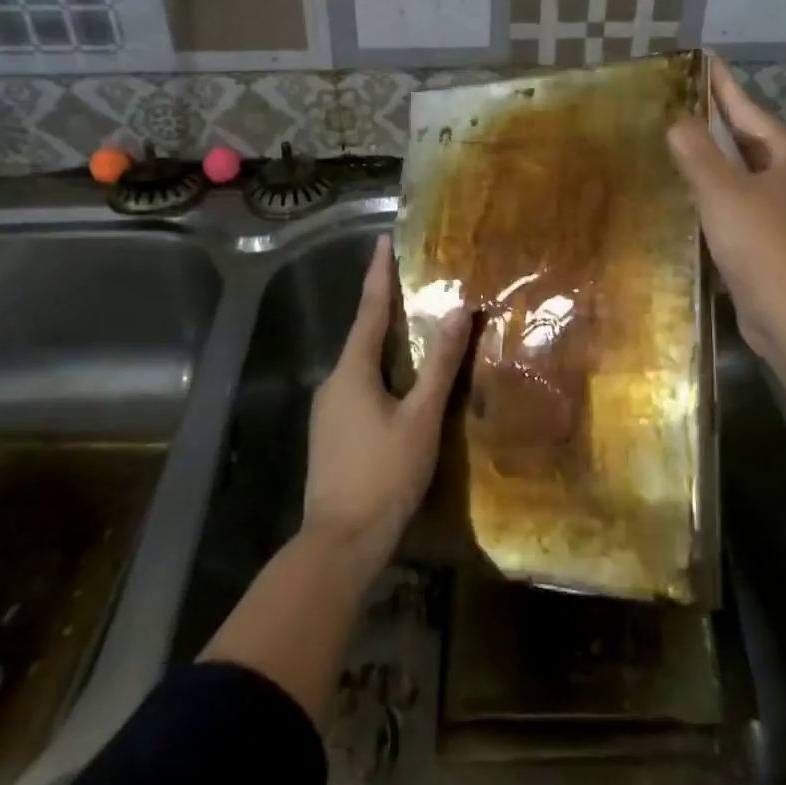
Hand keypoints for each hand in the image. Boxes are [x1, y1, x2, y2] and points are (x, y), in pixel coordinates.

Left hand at [302, 236, 471, 577]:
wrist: (339, 544)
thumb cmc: (383, 474)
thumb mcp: (421, 418)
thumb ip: (440, 364)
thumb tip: (458, 311)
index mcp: (352, 371)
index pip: (369, 310)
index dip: (378, 273)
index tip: (382, 240)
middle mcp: (333, 382)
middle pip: (363, 335)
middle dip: (385, 307)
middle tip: (411, 282)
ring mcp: (328, 411)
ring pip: (361, 365)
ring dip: (384, 343)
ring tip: (413, 329)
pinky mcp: (331, 435)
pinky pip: (358, 387)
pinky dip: (380, 373)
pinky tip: (399, 385)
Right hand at [667, 56, 785, 370]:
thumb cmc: (760, 243)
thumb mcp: (722, 191)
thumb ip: (697, 153)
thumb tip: (678, 121)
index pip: (750, 111)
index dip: (725, 86)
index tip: (705, 60)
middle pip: (751, 140)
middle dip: (720, 120)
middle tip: (685, 99)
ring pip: (745, 172)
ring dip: (717, 157)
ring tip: (683, 140)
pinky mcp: (773, 239)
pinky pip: (740, 201)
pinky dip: (717, 190)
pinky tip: (693, 193)